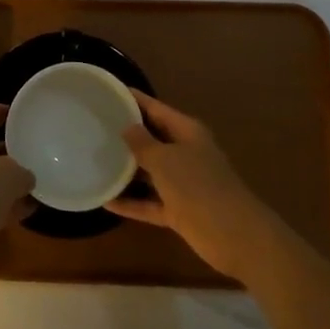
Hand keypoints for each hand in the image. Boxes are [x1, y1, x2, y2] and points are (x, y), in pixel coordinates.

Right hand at [107, 92, 279, 278]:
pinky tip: (106, 201)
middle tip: (94, 127)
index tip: (108, 92)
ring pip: (150, 172)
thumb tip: (127, 127)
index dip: (133, 99)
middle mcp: (185, 153)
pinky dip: (131, 203)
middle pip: (152, 139)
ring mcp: (183, 183)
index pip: (155, 108)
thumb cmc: (198, 186)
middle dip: (126, 134)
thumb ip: (143, 143)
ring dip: (127, 170)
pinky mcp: (179, 210)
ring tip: (94, 161)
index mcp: (187, 132)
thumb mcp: (166, 160)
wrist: (235, 236)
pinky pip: (150, 202)